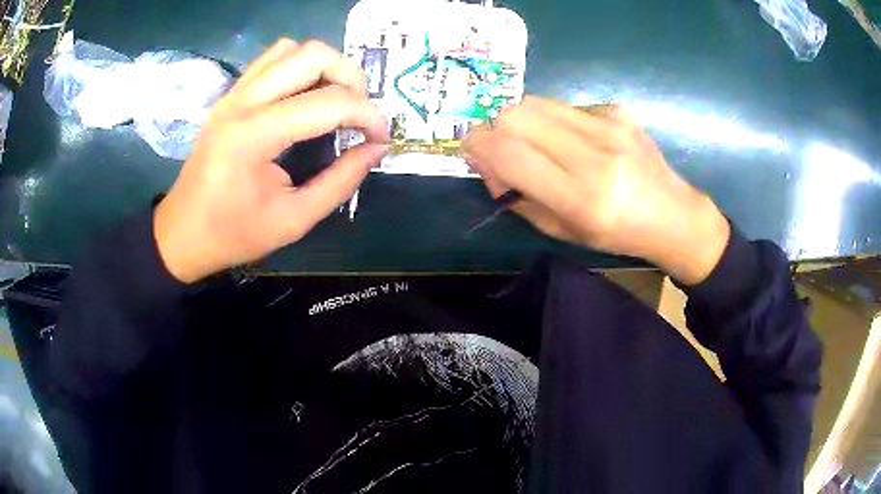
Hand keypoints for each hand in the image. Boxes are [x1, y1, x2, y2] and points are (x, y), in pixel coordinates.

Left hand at [154, 40, 389, 282]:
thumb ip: (341, 181)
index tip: (382, 138)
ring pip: (293, 49)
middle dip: (351, 78)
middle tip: (360, 112)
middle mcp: (243, 101)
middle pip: (314, 55)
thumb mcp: (294, 220)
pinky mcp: (231, 94)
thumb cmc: (233, 234)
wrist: (182, 233)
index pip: (329, 102)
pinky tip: (305, 96)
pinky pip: (273, 59)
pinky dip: (300, 67)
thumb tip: (377, 149)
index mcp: (255, 136)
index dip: (368, 116)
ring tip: (335, 100)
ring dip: (325, 66)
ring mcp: (234, 93)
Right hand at [463, 97, 729, 284]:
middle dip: (494, 129)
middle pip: (516, 115)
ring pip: (535, 102)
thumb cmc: (617, 234)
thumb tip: (488, 163)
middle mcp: (595, 154)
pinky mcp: (616, 109)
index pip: (510, 154)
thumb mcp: (563, 232)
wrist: (673, 213)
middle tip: (502, 150)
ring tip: (533, 144)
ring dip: (520, 122)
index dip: (478, 146)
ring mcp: (609, 125)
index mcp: (582, 197)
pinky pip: (563, 106)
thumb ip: (519, 197)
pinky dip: (552, 121)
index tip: (470, 151)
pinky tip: (571, 141)